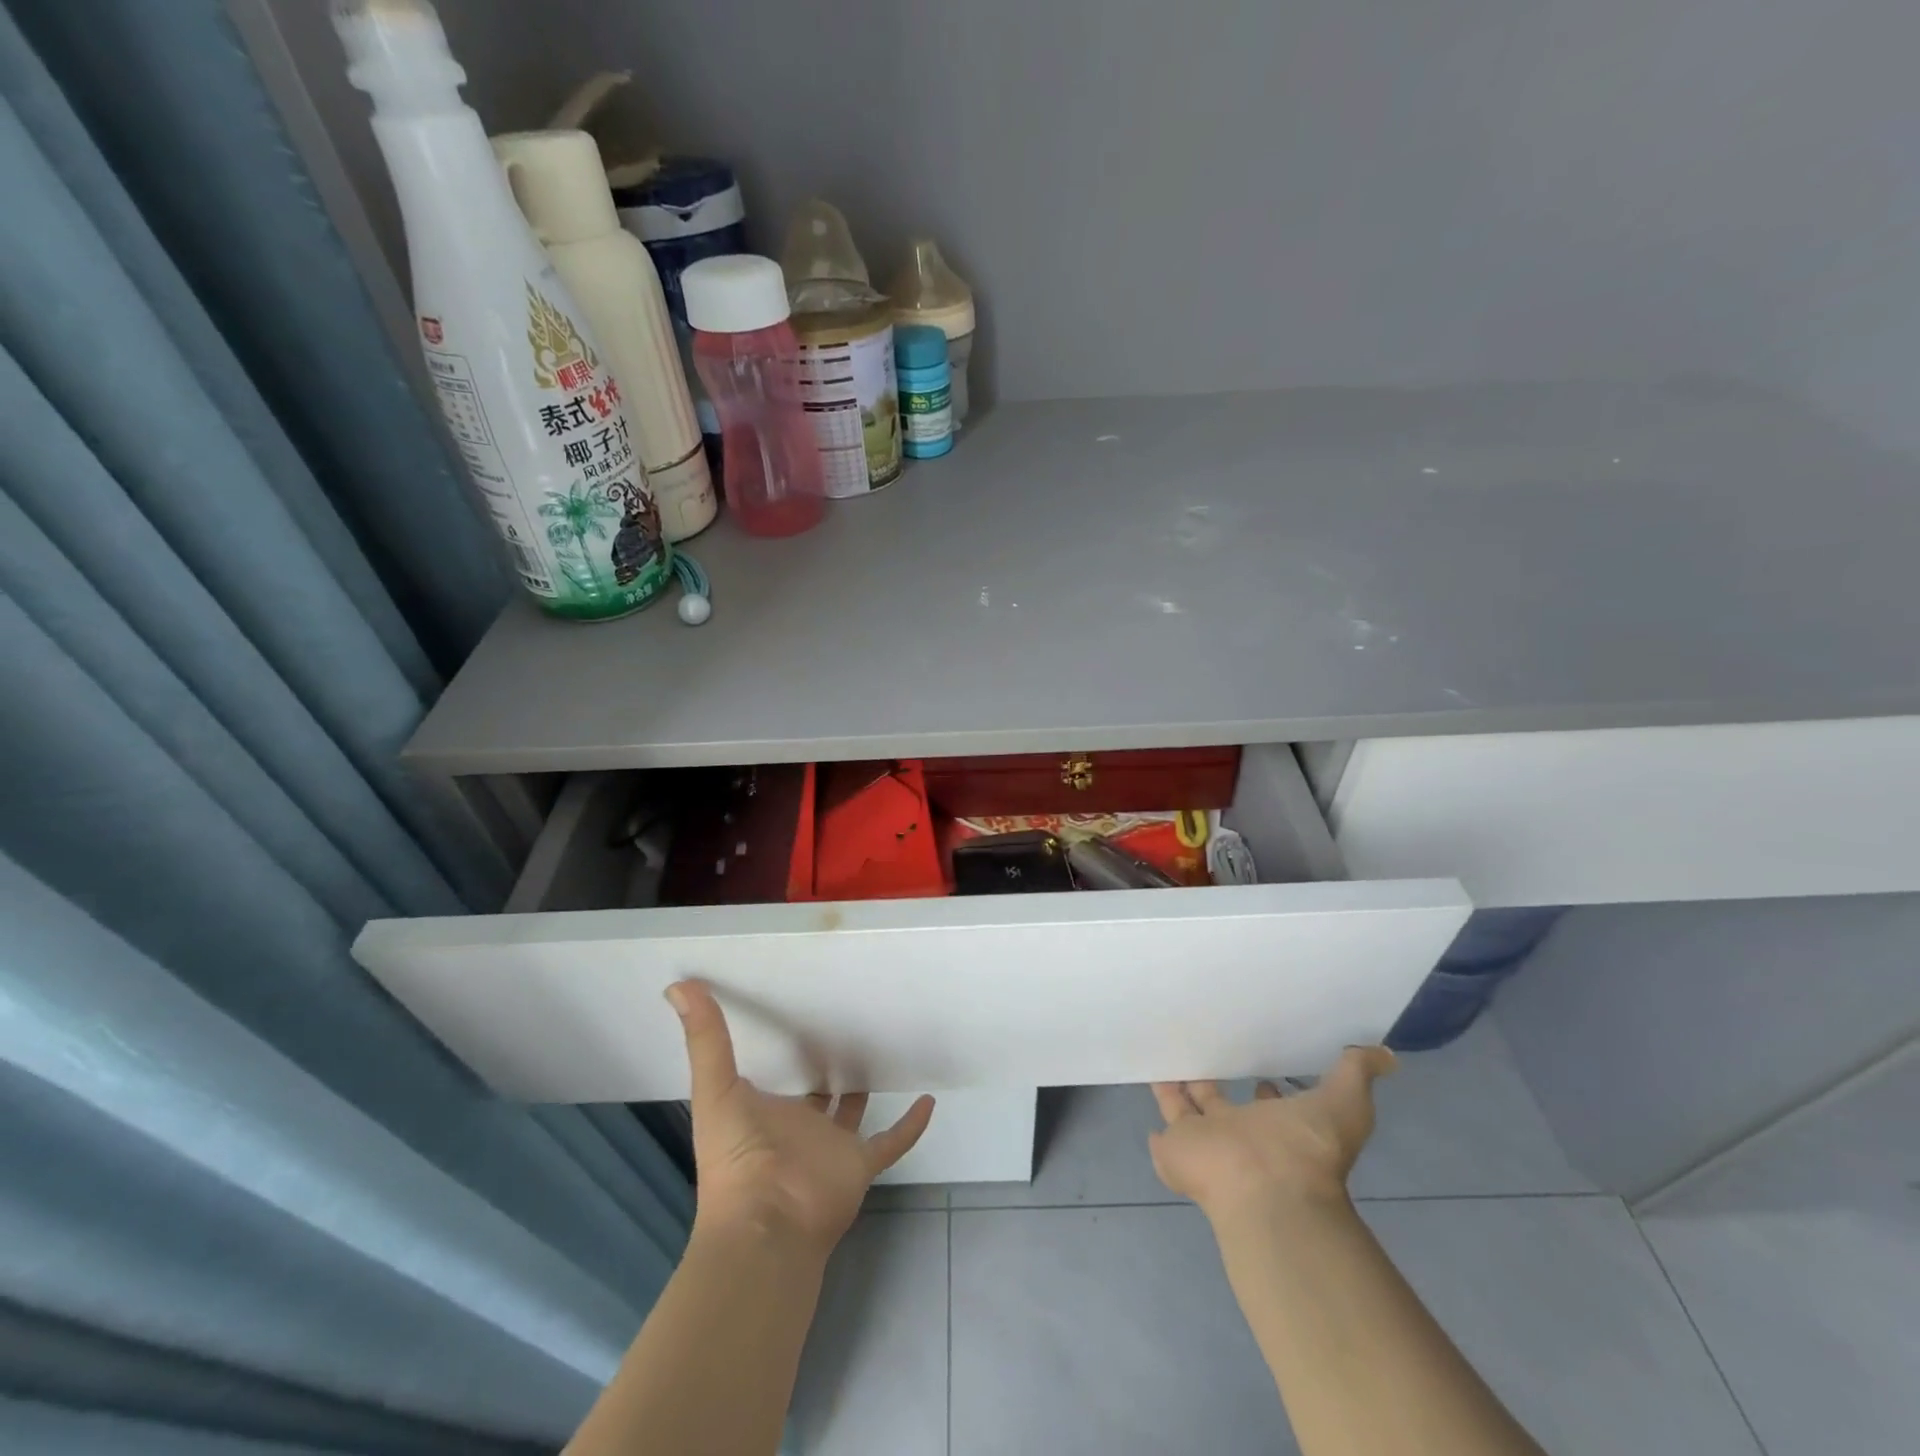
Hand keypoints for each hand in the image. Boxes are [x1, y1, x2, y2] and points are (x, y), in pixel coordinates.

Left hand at [668, 980, 934, 1253]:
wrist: (766, 1226)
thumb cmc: (736, 1158)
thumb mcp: (716, 1089)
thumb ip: (705, 1039)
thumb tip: (678, 985)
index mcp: (765, 1112)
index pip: (778, 1075)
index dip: (785, 1049)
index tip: (798, 1011)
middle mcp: (799, 1128)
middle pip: (816, 1095)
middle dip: (826, 1068)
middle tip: (845, 1026)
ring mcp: (832, 1149)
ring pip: (853, 1115)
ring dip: (864, 1091)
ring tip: (882, 1052)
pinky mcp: (860, 1165)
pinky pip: (892, 1142)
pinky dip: (911, 1126)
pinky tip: (929, 1100)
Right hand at [1149, 1047, 1396, 1219]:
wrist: (1267, 1190)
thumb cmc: (1306, 1148)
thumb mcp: (1345, 1103)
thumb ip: (1357, 1073)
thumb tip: (1387, 1054)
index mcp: (1275, 1126)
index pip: (1268, 1105)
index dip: (1267, 1091)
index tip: (1261, 1072)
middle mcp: (1238, 1136)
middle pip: (1218, 1105)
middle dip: (1209, 1083)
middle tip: (1197, 1052)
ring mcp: (1204, 1145)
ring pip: (1185, 1111)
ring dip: (1175, 1090)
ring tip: (1161, 1059)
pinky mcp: (1174, 1151)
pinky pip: (1162, 1132)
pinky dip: (1156, 1119)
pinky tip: (1146, 1096)